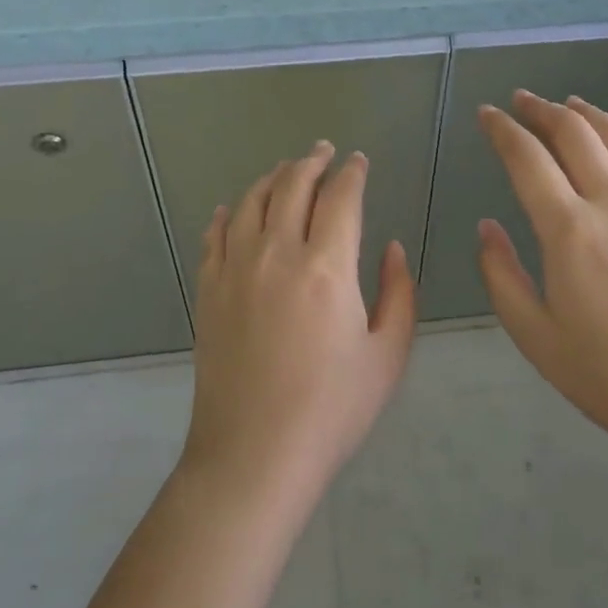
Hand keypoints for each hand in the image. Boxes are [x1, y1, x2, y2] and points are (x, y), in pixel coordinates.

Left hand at [181, 142, 415, 504]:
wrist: (254, 455)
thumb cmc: (331, 410)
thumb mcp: (387, 356)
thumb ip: (398, 293)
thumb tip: (391, 247)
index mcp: (326, 266)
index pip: (341, 197)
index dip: (353, 172)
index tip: (359, 161)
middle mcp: (277, 253)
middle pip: (293, 185)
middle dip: (312, 161)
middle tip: (324, 151)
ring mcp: (235, 268)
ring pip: (251, 201)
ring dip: (272, 177)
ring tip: (285, 169)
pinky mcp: (208, 290)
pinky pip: (214, 235)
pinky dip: (225, 214)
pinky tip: (230, 209)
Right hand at [476, 92, 607, 506]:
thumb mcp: (534, 336)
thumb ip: (501, 275)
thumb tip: (487, 226)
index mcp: (569, 229)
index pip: (527, 158)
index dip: (502, 130)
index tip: (486, 113)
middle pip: (575, 133)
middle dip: (542, 110)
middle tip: (523, 101)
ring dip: (592, 115)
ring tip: (572, 105)